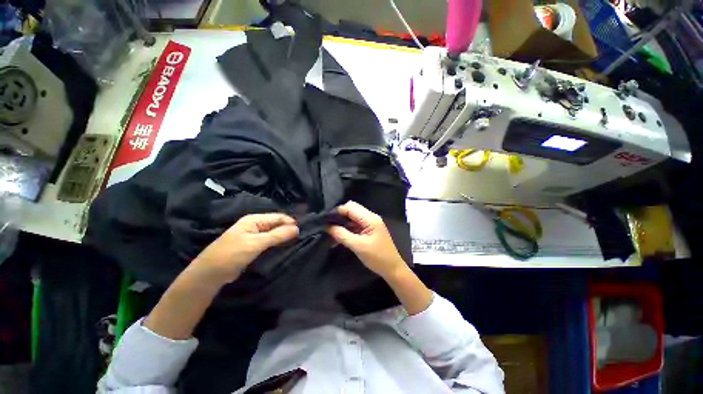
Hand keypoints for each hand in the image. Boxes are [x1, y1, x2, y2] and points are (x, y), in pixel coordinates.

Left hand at [188, 213, 298, 286]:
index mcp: (254, 219)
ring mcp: (254, 235)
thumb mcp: (256, 243)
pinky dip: (277, 243)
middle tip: (300, 238)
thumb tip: (297, 228)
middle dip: (288, 229)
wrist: (210, 274)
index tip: (302, 232)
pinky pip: (269, 241)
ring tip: (295, 243)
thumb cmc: (232, 255)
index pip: (278, 217)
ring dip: (283, 237)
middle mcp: (255, 224)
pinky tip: (284, 247)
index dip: (290, 223)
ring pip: (274, 233)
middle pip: (277, 224)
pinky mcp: (253, 245)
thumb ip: (277, 235)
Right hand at [327, 201, 406, 278]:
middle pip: (351, 210)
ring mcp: (370, 223)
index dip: (338, 211)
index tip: (325, 220)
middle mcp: (370, 217)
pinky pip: (355, 225)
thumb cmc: (377, 257)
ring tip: (330, 231)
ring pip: (352, 217)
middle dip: (339, 216)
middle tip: (327, 226)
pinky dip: (347, 229)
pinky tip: (338, 235)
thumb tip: (327, 226)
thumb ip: (342, 235)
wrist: (392, 269)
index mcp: (370, 218)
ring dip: (342, 223)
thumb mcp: (358, 246)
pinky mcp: (369, 230)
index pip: (351, 207)